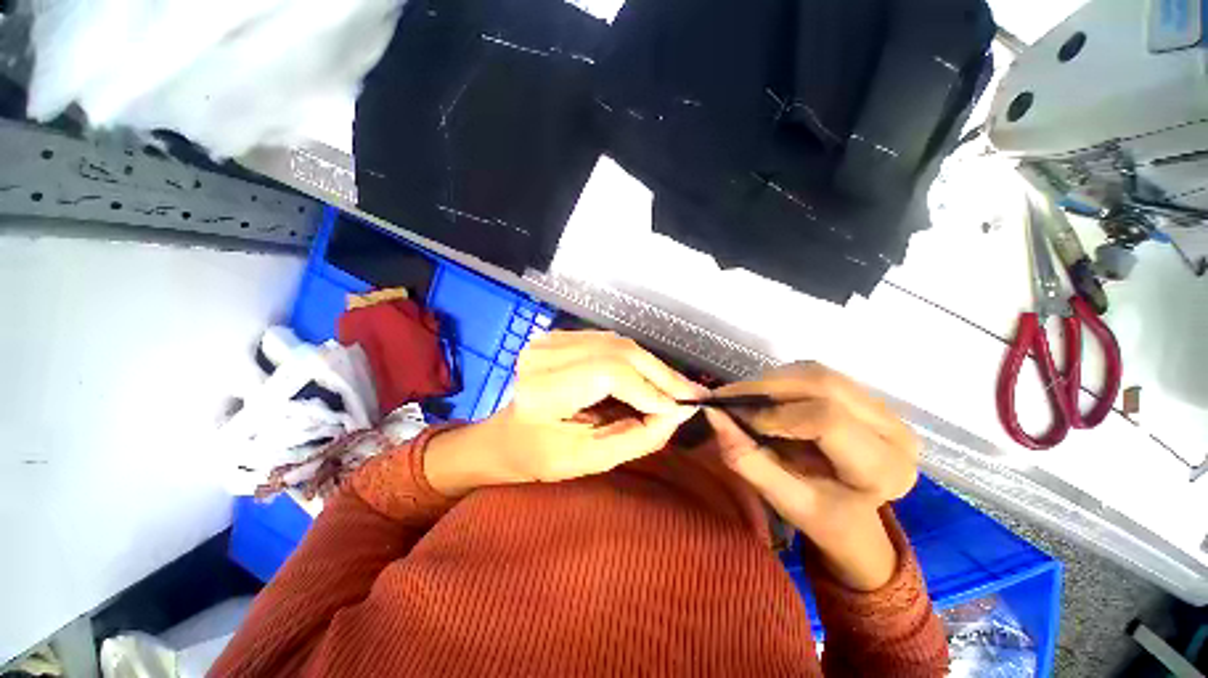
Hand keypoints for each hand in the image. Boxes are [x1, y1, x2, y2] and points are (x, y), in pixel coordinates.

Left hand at [425, 331, 704, 493]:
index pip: (609, 374)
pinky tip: (651, 377)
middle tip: (692, 394)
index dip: (650, 389)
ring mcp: (551, 340)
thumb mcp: (592, 459)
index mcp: (543, 391)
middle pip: (619, 352)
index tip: (682, 408)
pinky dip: (637, 360)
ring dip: (653, 366)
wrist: (509, 435)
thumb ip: (639, 436)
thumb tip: (680, 411)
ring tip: (677, 387)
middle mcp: (545, 355)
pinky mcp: (561, 336)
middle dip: (661, 375)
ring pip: (620, 344)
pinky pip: (612, 343)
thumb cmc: (542, 456)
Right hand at [704, 362, 921, 589]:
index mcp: (883, 469)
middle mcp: (895, 431)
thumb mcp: (781, 498)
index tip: (738, 420)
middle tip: (730, 397)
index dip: (775, 414)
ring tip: (746, 399)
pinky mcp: (864, 396)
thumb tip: (712, 414)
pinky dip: (782, 380)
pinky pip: (816, 373)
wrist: (853, 517)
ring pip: (818, 373)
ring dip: (772, 381)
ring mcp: (883, 408)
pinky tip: (767, 397)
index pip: (827, 420)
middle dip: (767, 387)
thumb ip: (746, 458)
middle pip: (823, 384)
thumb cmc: (820, 515)